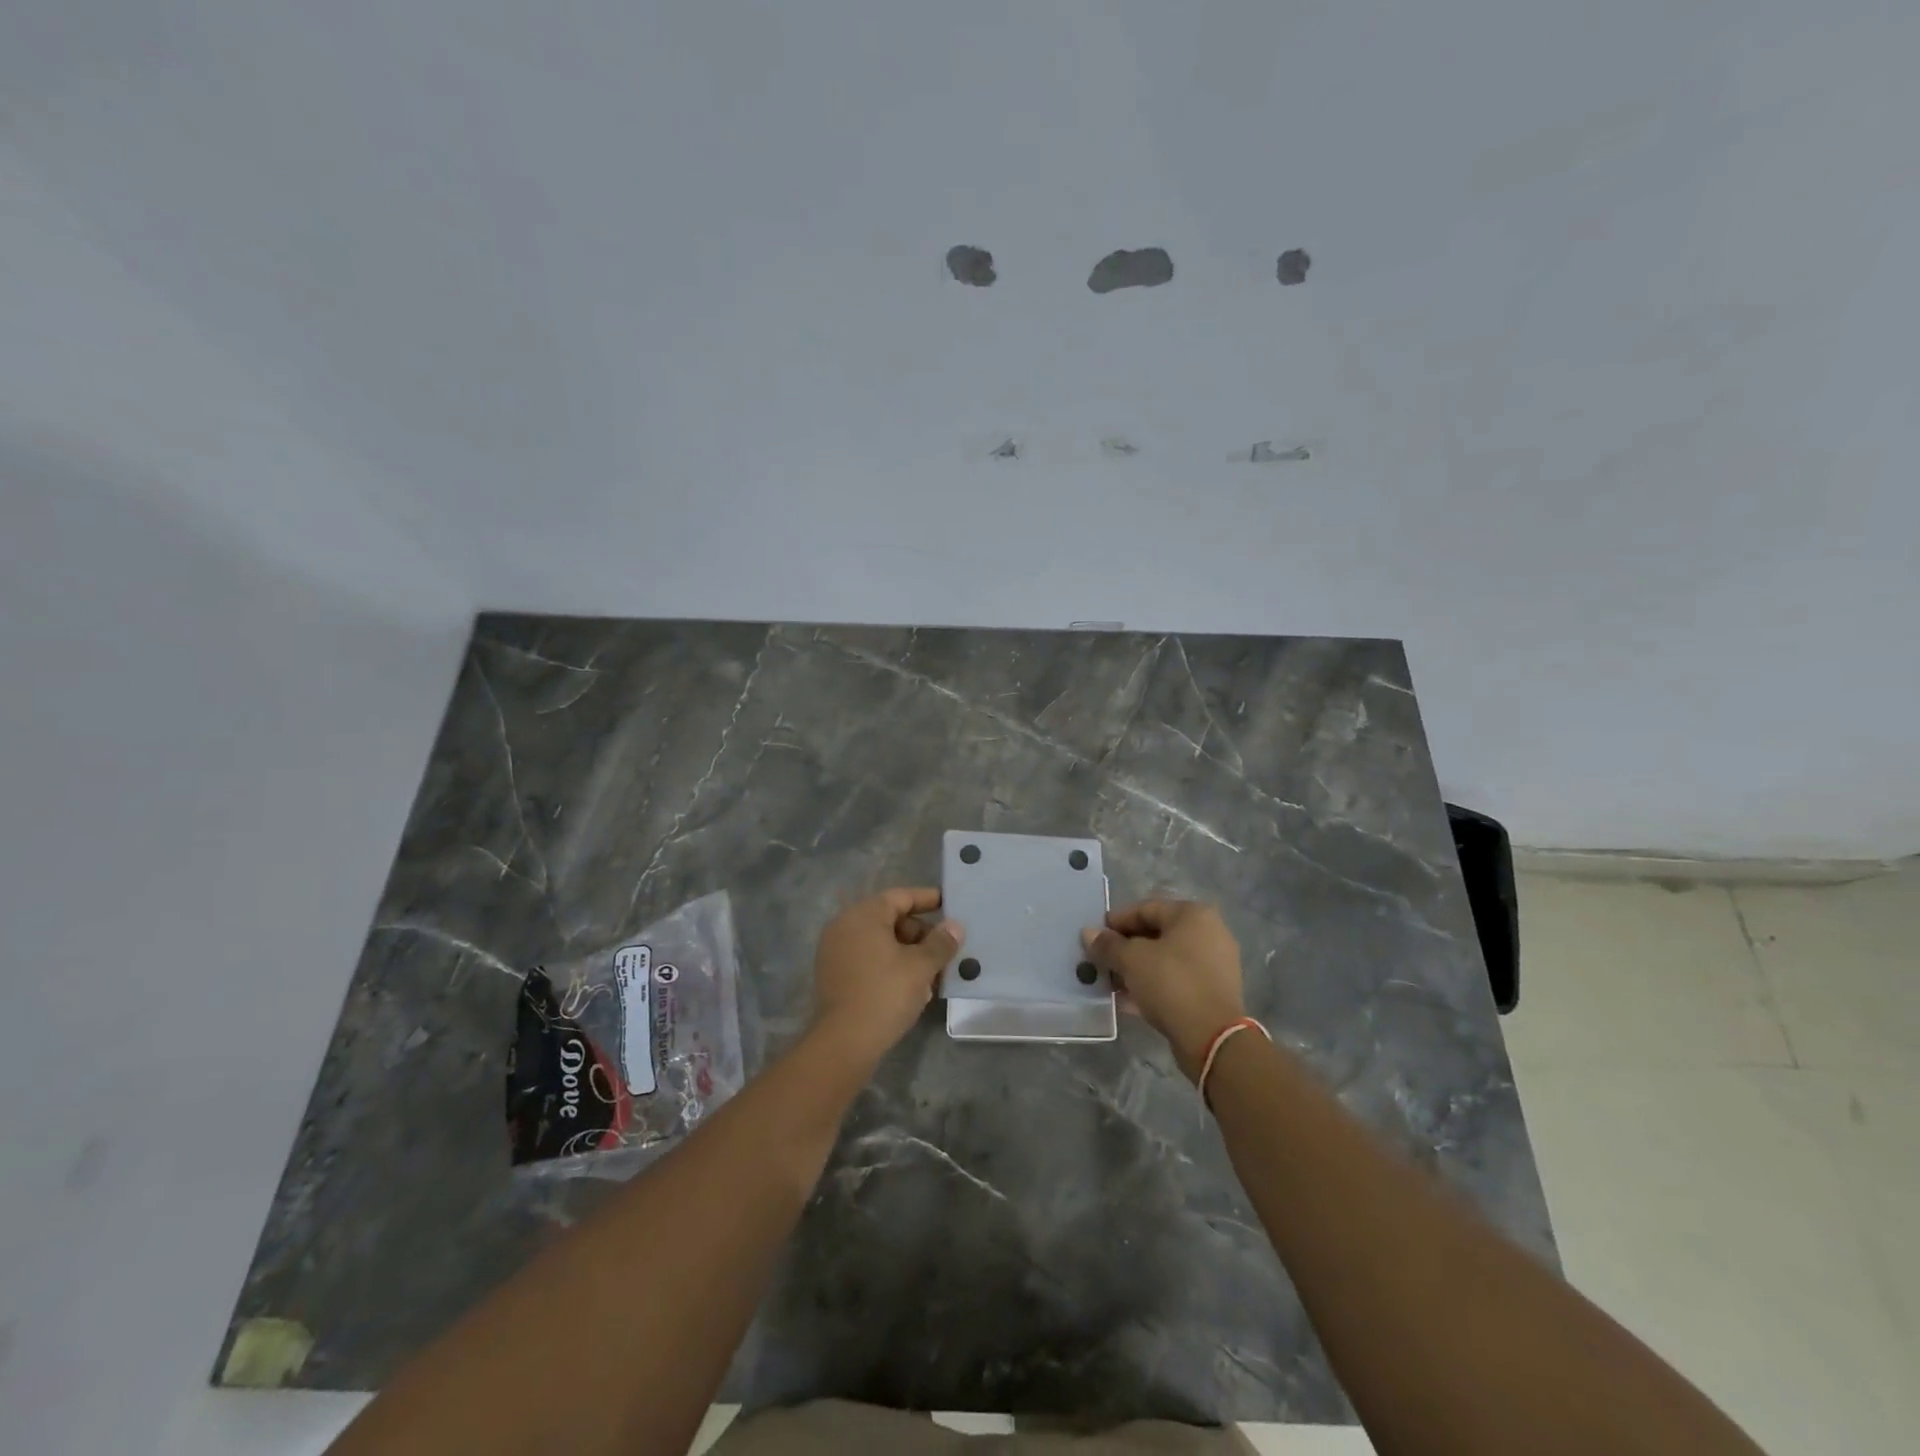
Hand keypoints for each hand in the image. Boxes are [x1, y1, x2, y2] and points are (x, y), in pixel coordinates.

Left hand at [810, 888, 963, 1063]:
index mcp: (863, 915)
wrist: (844, 1042)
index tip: (950, 904)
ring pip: (880, 942)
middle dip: (920, 934)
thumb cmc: (885, 994)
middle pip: (890, 919)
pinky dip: (890, 965)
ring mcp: (835, 951)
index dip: (928, 899)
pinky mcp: (834, 975)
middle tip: (944, 950)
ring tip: (933, 974)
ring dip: (908, 953)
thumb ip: (940, 942)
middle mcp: (844, 926)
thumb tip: (955, 926)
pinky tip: (912, 987)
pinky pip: (868, 959)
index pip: (900, 897)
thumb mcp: (921, 967)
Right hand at [1083, 900, 1246, 1080]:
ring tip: (1111, 982)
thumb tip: (1089, 933)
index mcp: (1193, 915)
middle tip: (1101, 961)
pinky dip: (1153, 986)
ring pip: (1165, 960)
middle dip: (1125, 948)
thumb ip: (1108, 944)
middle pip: (1156, 934)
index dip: (1116, 921)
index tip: (1095, 937)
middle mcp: (1209, 933)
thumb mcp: (1131, 960)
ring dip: (1137, 969)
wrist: (1212, 1038)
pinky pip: (1176, 980)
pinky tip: (1128, 1000)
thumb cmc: (1171, 984)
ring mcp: (1214, 964)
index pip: (1145, 909)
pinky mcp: (1213, 992)